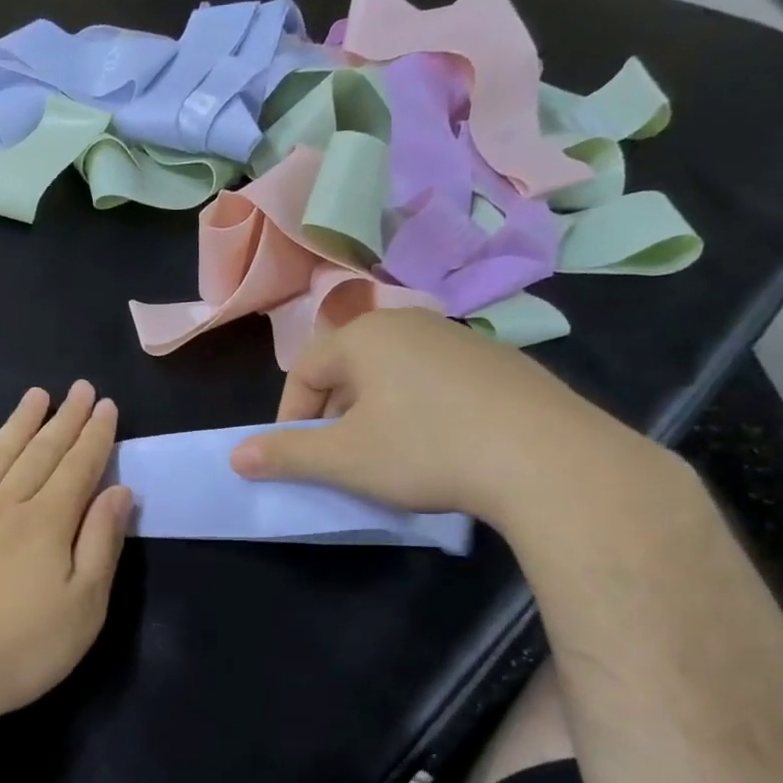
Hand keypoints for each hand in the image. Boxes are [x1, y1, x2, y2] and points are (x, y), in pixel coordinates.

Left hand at [0, 381, 132, 744]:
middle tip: (80, 389)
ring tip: (36, 396)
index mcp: (47, 523)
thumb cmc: (16, 650)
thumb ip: (101, 544)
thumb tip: (118, 491)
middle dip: (65, 419)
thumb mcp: (81, 609)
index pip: (78, 467)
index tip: (106, 406)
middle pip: (40, 452)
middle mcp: (4, 504)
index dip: (95, 436)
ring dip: (19, 423)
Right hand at [228, 309, 664, 526]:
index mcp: (365, 336)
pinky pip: (437, 381)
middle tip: (339, 457)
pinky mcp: (502, 362)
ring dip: (375, 412)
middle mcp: (410, 323)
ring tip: (387, 455)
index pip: (303, 369)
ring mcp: (461, 338)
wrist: (547, 459)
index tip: (296, 455)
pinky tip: (440, 446)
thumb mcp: (343, 459)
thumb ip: (284, 454)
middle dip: (332, 414)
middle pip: (348, 368)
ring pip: (393, 374)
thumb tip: (236, 457)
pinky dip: (421, 409)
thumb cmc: (425, 450)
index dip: (290, 415)